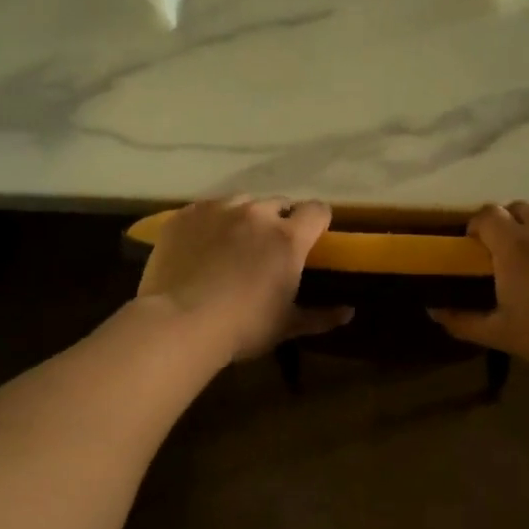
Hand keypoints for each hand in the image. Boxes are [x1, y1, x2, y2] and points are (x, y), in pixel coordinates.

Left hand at [137, 197, 351, 363]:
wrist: (180, 322)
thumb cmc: (243, 327)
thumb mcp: (286, 326)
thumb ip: (321, 316)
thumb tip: (349, 313)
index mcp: (288, 238)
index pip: (317, 210)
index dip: (317, 221)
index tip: (312, 238)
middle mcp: (256, 213)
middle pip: (279, 203)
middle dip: (279, 221)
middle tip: (268, 248)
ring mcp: (218, 209)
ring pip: (241, 202)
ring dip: (244, 217)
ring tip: (232, 244)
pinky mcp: (185, 215)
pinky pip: (206, 209)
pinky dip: (210, 223)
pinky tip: (201, 246)